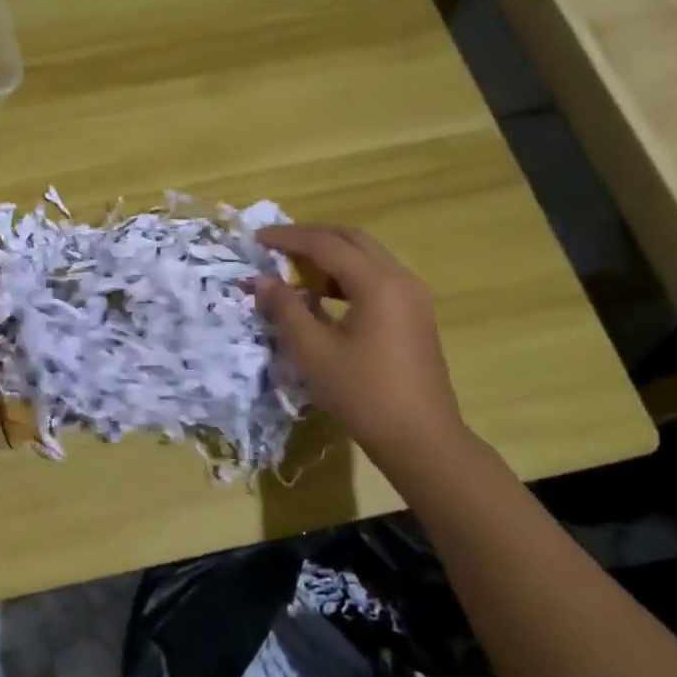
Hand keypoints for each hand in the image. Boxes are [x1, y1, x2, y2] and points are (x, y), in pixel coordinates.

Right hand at [254, 225, 466, 469]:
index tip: (256, 239)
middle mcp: (400, 279)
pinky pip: (376, 279)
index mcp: (378, 283)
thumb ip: (285, 309)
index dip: (288, 238)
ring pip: (366, 258)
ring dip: (329, 257)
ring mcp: (412, 297)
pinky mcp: (414, 315)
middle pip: (351, 240)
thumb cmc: (362, 394)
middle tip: (275, 246)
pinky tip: (321, 299)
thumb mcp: (313, 351)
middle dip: (311, 238)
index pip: (326, 244)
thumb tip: (262, 281)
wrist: (420, 439)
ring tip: (293, 271)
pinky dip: (345, 277)